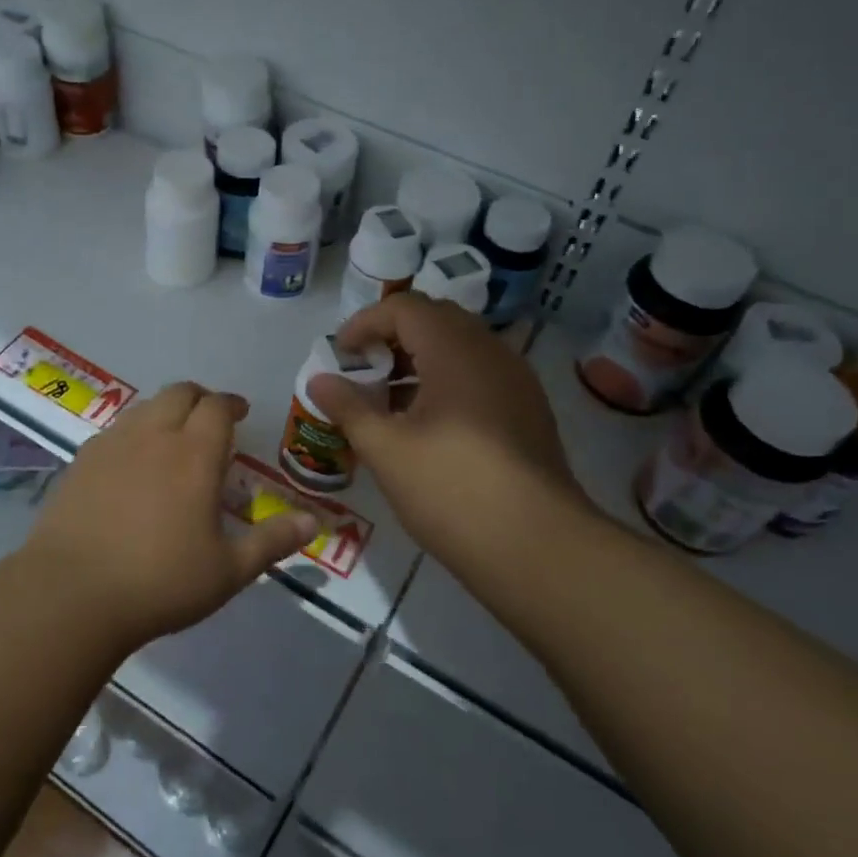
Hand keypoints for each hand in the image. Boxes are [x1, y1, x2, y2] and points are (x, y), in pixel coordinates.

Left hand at [18, 383, 320, 649]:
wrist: (71, 594)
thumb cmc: (160, 582)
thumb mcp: (228, 570)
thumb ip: (272, 541)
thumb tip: (315, 522)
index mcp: (194, 453)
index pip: (217, 407)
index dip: (231, 404)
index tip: (240, 414)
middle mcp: (154, 435)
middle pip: (180, 393)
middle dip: (200, 399)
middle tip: (211, 421)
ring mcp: (112, 444)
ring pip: (145, 407)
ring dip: (166, 411)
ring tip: (173, 439)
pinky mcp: (81, 460)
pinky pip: (116, 429)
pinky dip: (134, 432)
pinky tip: (133, 463)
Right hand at [308, 294, 576, 570]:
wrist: (538, 548)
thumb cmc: (452, 489)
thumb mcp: (386, 449)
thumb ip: (349, 407)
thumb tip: (319, 380)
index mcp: (457, 351)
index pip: (406, 308)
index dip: (366, 322)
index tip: (341, 353)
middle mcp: (492, 353)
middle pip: (436, 321)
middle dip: (392, 338)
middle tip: (363, 370)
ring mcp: (517, 382)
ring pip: (461, 349)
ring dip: (419, 361)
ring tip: (387, 401)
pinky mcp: (528, 411)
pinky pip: (480, 376)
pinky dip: (446, 382)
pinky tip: (427, 425)